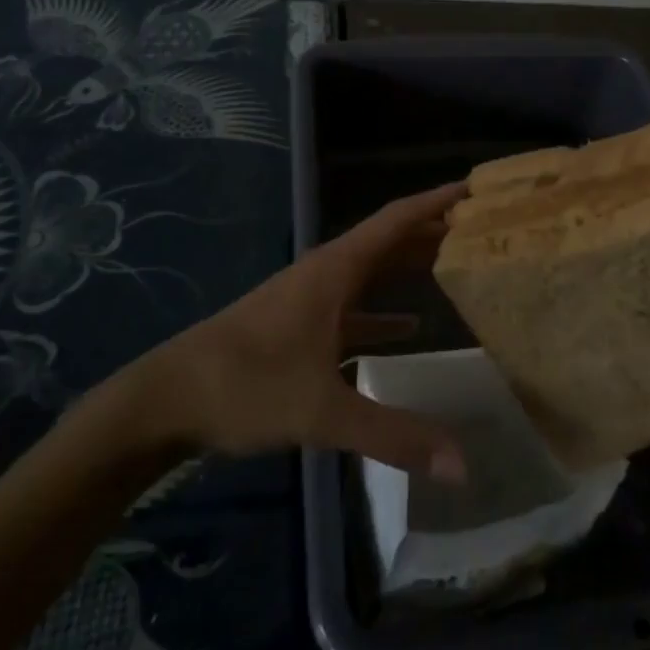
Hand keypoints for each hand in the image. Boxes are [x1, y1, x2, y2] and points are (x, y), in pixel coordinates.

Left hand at [142, 183, 467, 478]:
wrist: (168, 399)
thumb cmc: (247, 386)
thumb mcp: (323, 411)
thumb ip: (393, 434)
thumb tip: (462, 463)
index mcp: (335, 270)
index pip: (396, 219)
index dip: (437, 200)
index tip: (476, 187)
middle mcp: (326, 272)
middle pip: (389, 241)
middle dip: (432, 232)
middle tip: (482, 231)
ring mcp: (309, 298)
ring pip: (371, 272)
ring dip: (410, 266)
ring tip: (454, 266)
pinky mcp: (298, 325)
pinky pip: (353, 306)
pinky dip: (384, 310)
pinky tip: (409, 328)